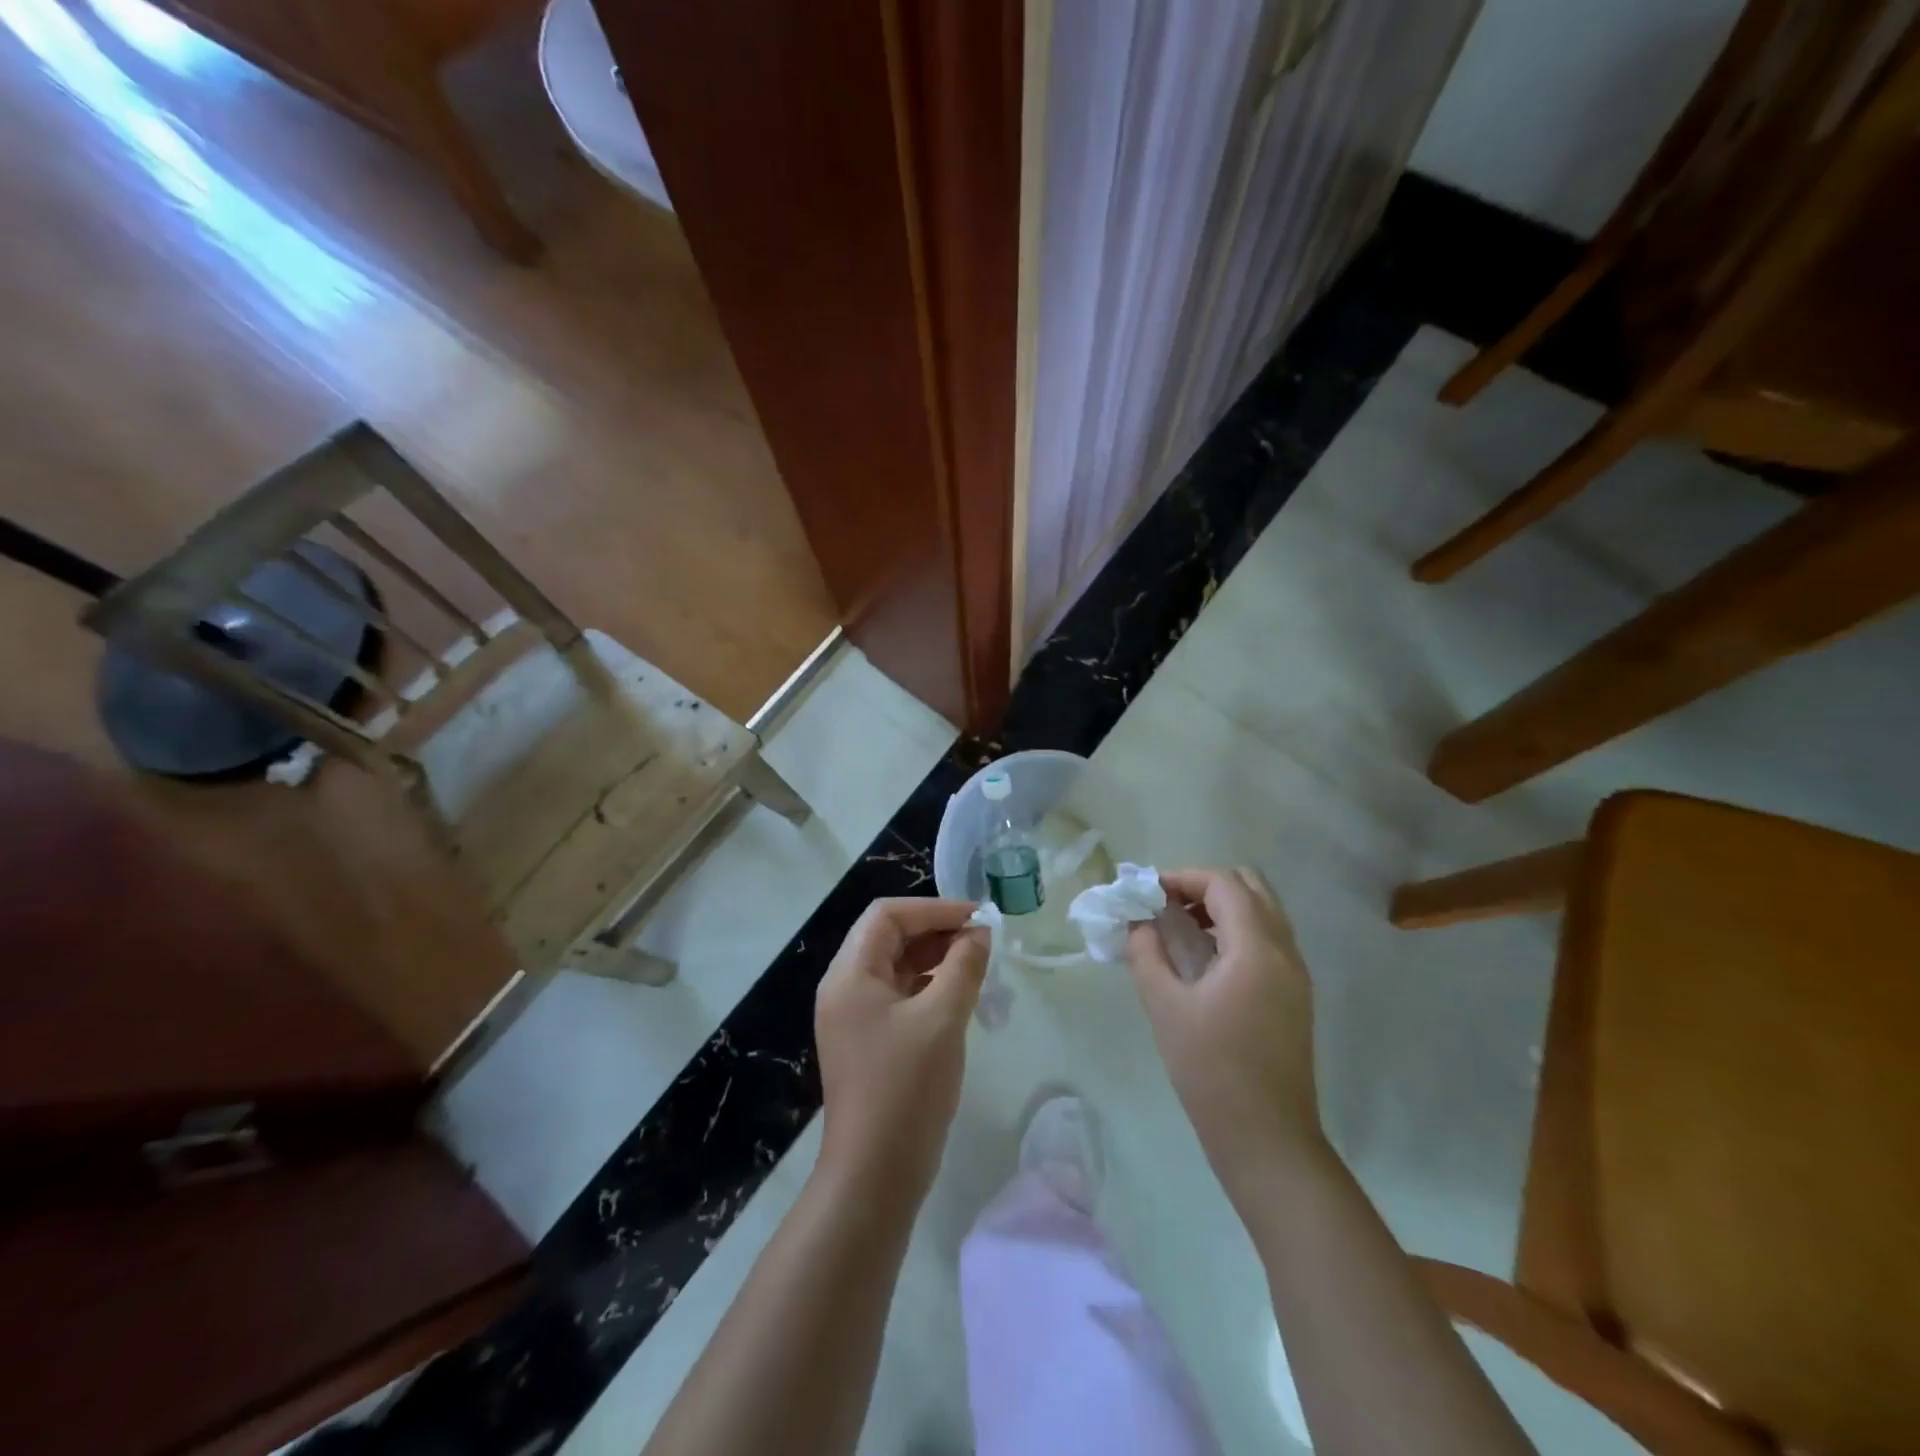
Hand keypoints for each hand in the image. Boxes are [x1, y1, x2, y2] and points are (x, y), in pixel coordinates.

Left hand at [815, 898, 988, 1204]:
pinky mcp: (867, 1040)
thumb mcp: (943, 1019)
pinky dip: (928, 985)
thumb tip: (980, 932)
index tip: (977, 917)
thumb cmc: (906, 1088)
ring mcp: (853, 1016)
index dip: (934, 908)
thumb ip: (963, 966)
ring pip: (895, 966)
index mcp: (850, 974)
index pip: (887, 915)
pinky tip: (959, 994)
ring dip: (934, 957)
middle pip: (888, 937)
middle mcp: (844, 988)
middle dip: (936, 930)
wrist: (875, 1175)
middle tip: (981, 939)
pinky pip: (897, 995)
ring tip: (976, 962)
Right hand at [1126, 868, 1325, 1196]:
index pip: (1223, 884)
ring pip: (1263, 912)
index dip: (1183, 878)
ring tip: (1180, 928)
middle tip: (1167, 905)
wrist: (1267, 1139)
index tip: (1147, 893)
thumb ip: (1146, 954)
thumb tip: (1138, 923)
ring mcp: (1296, 974)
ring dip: (1222, 907)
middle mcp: (1285, 952)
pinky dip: (1237, 930)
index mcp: (1257, 949)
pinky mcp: (1295, 996)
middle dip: (1205, 886)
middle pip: (1251, 887)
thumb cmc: (1211, 1071)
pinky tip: (1205, 958)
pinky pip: (1268, 939)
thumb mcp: (1165, 1007)